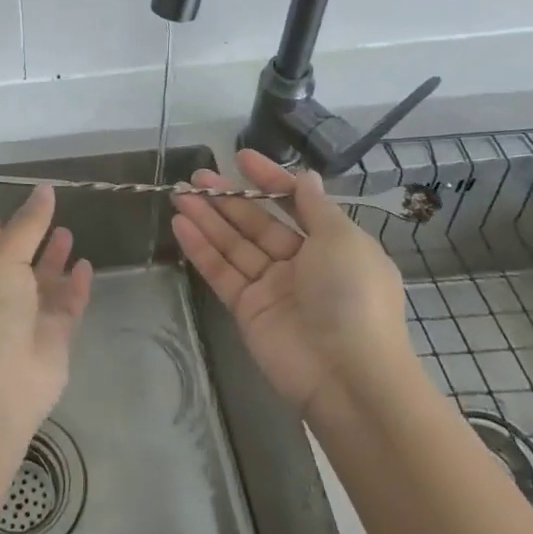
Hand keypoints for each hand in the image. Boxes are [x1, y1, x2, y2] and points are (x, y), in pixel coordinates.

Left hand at [0, 185, 92, 438]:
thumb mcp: (3, 261)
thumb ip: (28, 226)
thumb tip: (45, 189)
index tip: (2, 216)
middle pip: (15, 265)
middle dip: (31, 244)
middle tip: (51, 220)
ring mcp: (24, 321)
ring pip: (42, 285)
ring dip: (54, 262)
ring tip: (68, 235)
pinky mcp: (52, 340)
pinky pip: (65, 307)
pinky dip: (75, 287)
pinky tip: (85, 266)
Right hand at [171, 149, 409, 412]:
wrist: (347, 375)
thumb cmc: (352, 296)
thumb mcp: (343, 240)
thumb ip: (315, 207)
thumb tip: (305, 177)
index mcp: (332, 245)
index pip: (295, 204)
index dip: (269, 180)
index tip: (241, 158)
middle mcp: (301, 263)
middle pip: (257, 223)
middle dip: (229, 198)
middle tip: (196, 176)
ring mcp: (271, 287)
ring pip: (234, 244)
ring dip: (207, 218)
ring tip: (179, 194)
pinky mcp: (247, 309)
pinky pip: (221, 271)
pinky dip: (201, 248)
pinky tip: (181, 223)